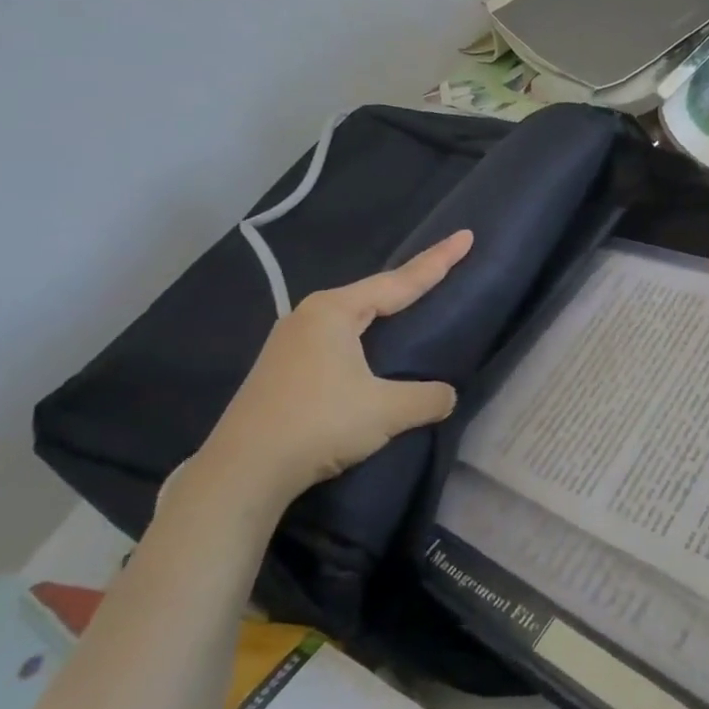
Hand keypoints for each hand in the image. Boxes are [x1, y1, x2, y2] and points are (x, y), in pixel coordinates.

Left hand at [186, 230, 474, 513]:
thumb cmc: (319, 424)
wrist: (243, 472)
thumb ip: (428, 397)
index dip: (437, 261)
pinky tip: (371, 353)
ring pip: (352, 319)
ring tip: (411, 308)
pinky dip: (365, 339)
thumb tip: (446, 396)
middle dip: (409, 283)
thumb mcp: (388, 410)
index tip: (465, 236)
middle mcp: (309, 317)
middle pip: (373, 294)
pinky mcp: (283, 371)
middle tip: (444, 269)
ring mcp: (290, 344)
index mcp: (335, 312)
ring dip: (383, 313)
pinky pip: (337, 341)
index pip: (400, 282)